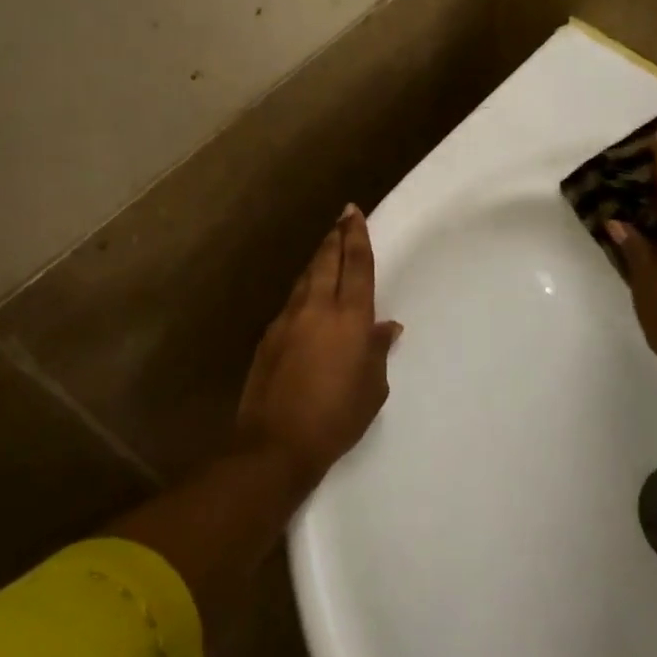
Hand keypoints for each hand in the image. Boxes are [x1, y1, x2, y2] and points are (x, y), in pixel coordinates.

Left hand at [236, 205, 401, 485]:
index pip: (357, 266)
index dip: (357, 236)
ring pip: (306, 277)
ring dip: (317, 260)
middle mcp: (318, 308)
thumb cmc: (336, 418)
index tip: (353, 213)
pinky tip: (307, 296)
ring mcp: (288, 319)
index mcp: (350, 318)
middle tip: (341, 218)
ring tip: (326, 249)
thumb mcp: (372, 388)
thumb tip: (386, 327)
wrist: (276, 443)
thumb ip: (378, 351)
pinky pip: (291, 301)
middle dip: (335, 236)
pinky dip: (303, 289)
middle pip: (327, 261)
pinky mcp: (269, 335)